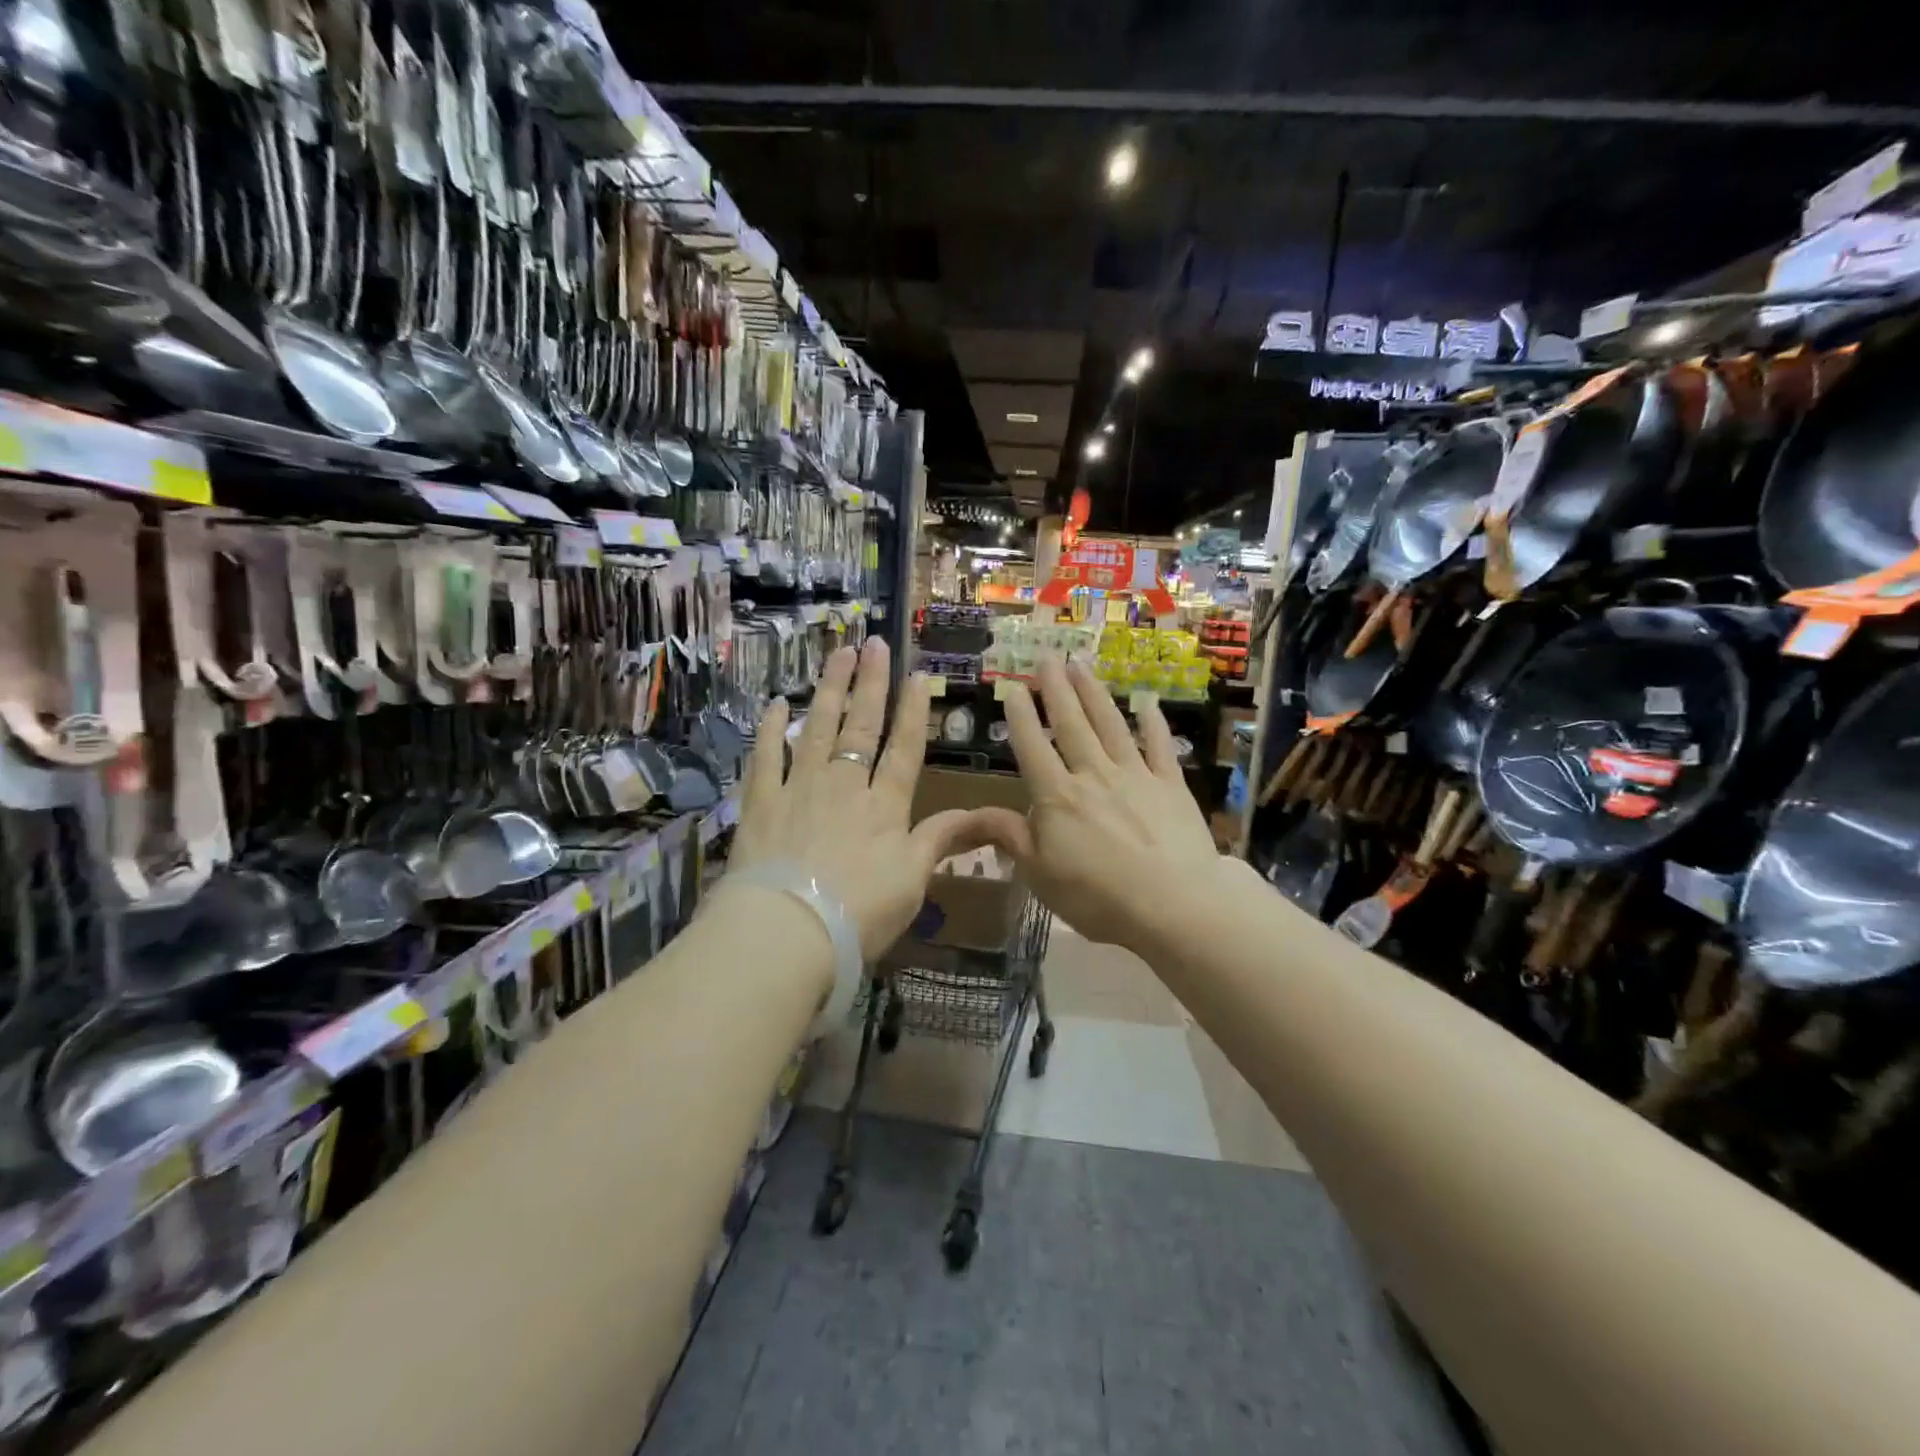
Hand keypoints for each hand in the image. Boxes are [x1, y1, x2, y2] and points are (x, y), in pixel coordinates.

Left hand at [729, 638, 1000, 958]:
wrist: (789, 931)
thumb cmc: (861, 913)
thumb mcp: (914, 881)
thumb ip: (943, 840)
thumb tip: (989, 816)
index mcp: (885, 806)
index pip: (905, 749)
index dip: (913, 712)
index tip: (917, 675)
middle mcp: (845, 785)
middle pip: (861, 726)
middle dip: (870, 683)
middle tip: (874, 643)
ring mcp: (800, 788)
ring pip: (818, 728)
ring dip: (830, 689)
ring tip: (837, 654)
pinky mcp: (761, 802)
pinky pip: (766, 756)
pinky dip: (772, 729)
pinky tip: (779, 704)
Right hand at [977, 656, 1224, 957]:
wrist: (1174, 904)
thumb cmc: (1098, 896)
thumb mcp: (1039, 874)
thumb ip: (1008, 837)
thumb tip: (970, 814)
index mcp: (1057, 796)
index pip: (1033, 747)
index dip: (1021, 716)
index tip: (1013, 687)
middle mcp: (1093, 774)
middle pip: (1071, 724)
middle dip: (1056, 689)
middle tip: (1048, 657)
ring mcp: (1135, 775)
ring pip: (1110, 725)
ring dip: (1094, 693)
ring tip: (1082, 665)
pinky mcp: (1171, 785)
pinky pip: (1159, 745)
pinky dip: (1152, 721)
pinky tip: (1147, 702)